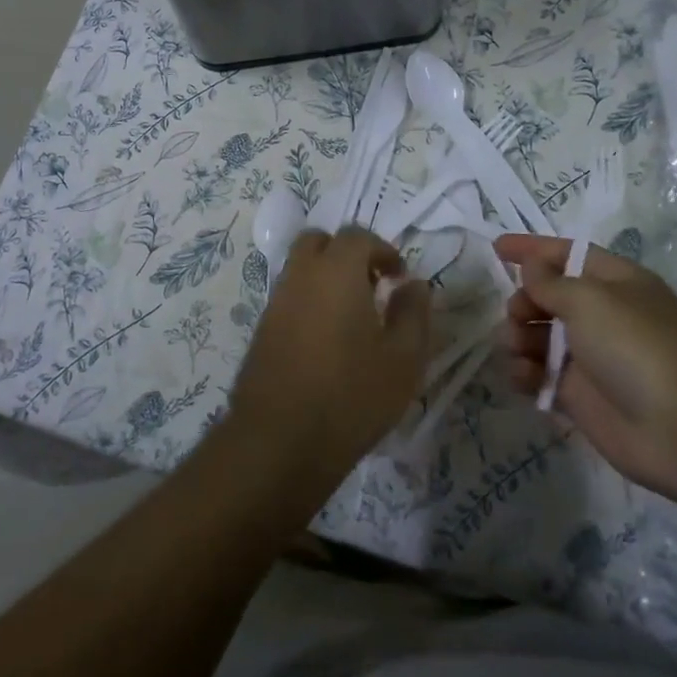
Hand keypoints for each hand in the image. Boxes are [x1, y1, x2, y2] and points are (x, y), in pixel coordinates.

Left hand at [228, 227, 431, 491]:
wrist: (280, 440)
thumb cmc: (351, 396)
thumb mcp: (403, 359)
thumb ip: (413, 313)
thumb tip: (414, 285)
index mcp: (336, 271)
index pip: (357, 236)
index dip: (383, 250)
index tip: (400, 278)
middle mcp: (300, 276)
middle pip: (319, 241)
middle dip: (347, 253)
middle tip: (371, 285)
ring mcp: (275, 302)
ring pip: (300, 268)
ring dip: (326, 277)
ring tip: (352, 317)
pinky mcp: (261, 329)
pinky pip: (289, 296)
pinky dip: (309, 301)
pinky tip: (327, 340)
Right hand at [495, 234, 676, 499]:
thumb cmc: (636, 346)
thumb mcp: (589, 299)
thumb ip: (550, 281)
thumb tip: (531, 267)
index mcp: (615, 282)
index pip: (567, 255)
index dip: (532, 249)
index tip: (496, 248)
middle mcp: (603, 315)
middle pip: (548, 296)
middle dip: (523, 300)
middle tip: (516, 315)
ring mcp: (591, 357)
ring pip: (539, 336)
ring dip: (518, 336)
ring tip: (514, 348)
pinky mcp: (580, 396)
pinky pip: (540, 375)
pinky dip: (525, 372)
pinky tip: (521, 376)